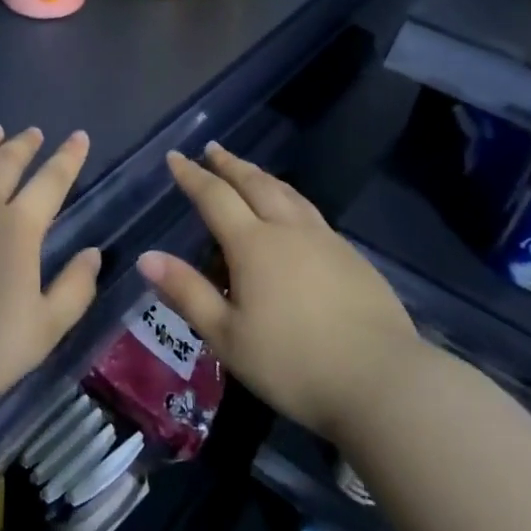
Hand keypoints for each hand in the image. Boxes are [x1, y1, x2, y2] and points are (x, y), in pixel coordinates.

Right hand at [138, 143, 419, 442]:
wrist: (383, 380)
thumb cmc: (294, 363)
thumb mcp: (228, 337)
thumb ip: (187, 293)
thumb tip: (147, 257)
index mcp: (254, 244)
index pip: (215, 197)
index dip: (192, 176)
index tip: (175, 157)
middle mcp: (288, 230)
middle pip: (255, 184)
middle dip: (230, 165)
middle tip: (212, 150)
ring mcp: (326, 240)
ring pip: (288, 194)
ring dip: (262, 176)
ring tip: (249, 170)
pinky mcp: (353, 257)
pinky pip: (311, 212)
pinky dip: (290, 198)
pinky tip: (293, 212)